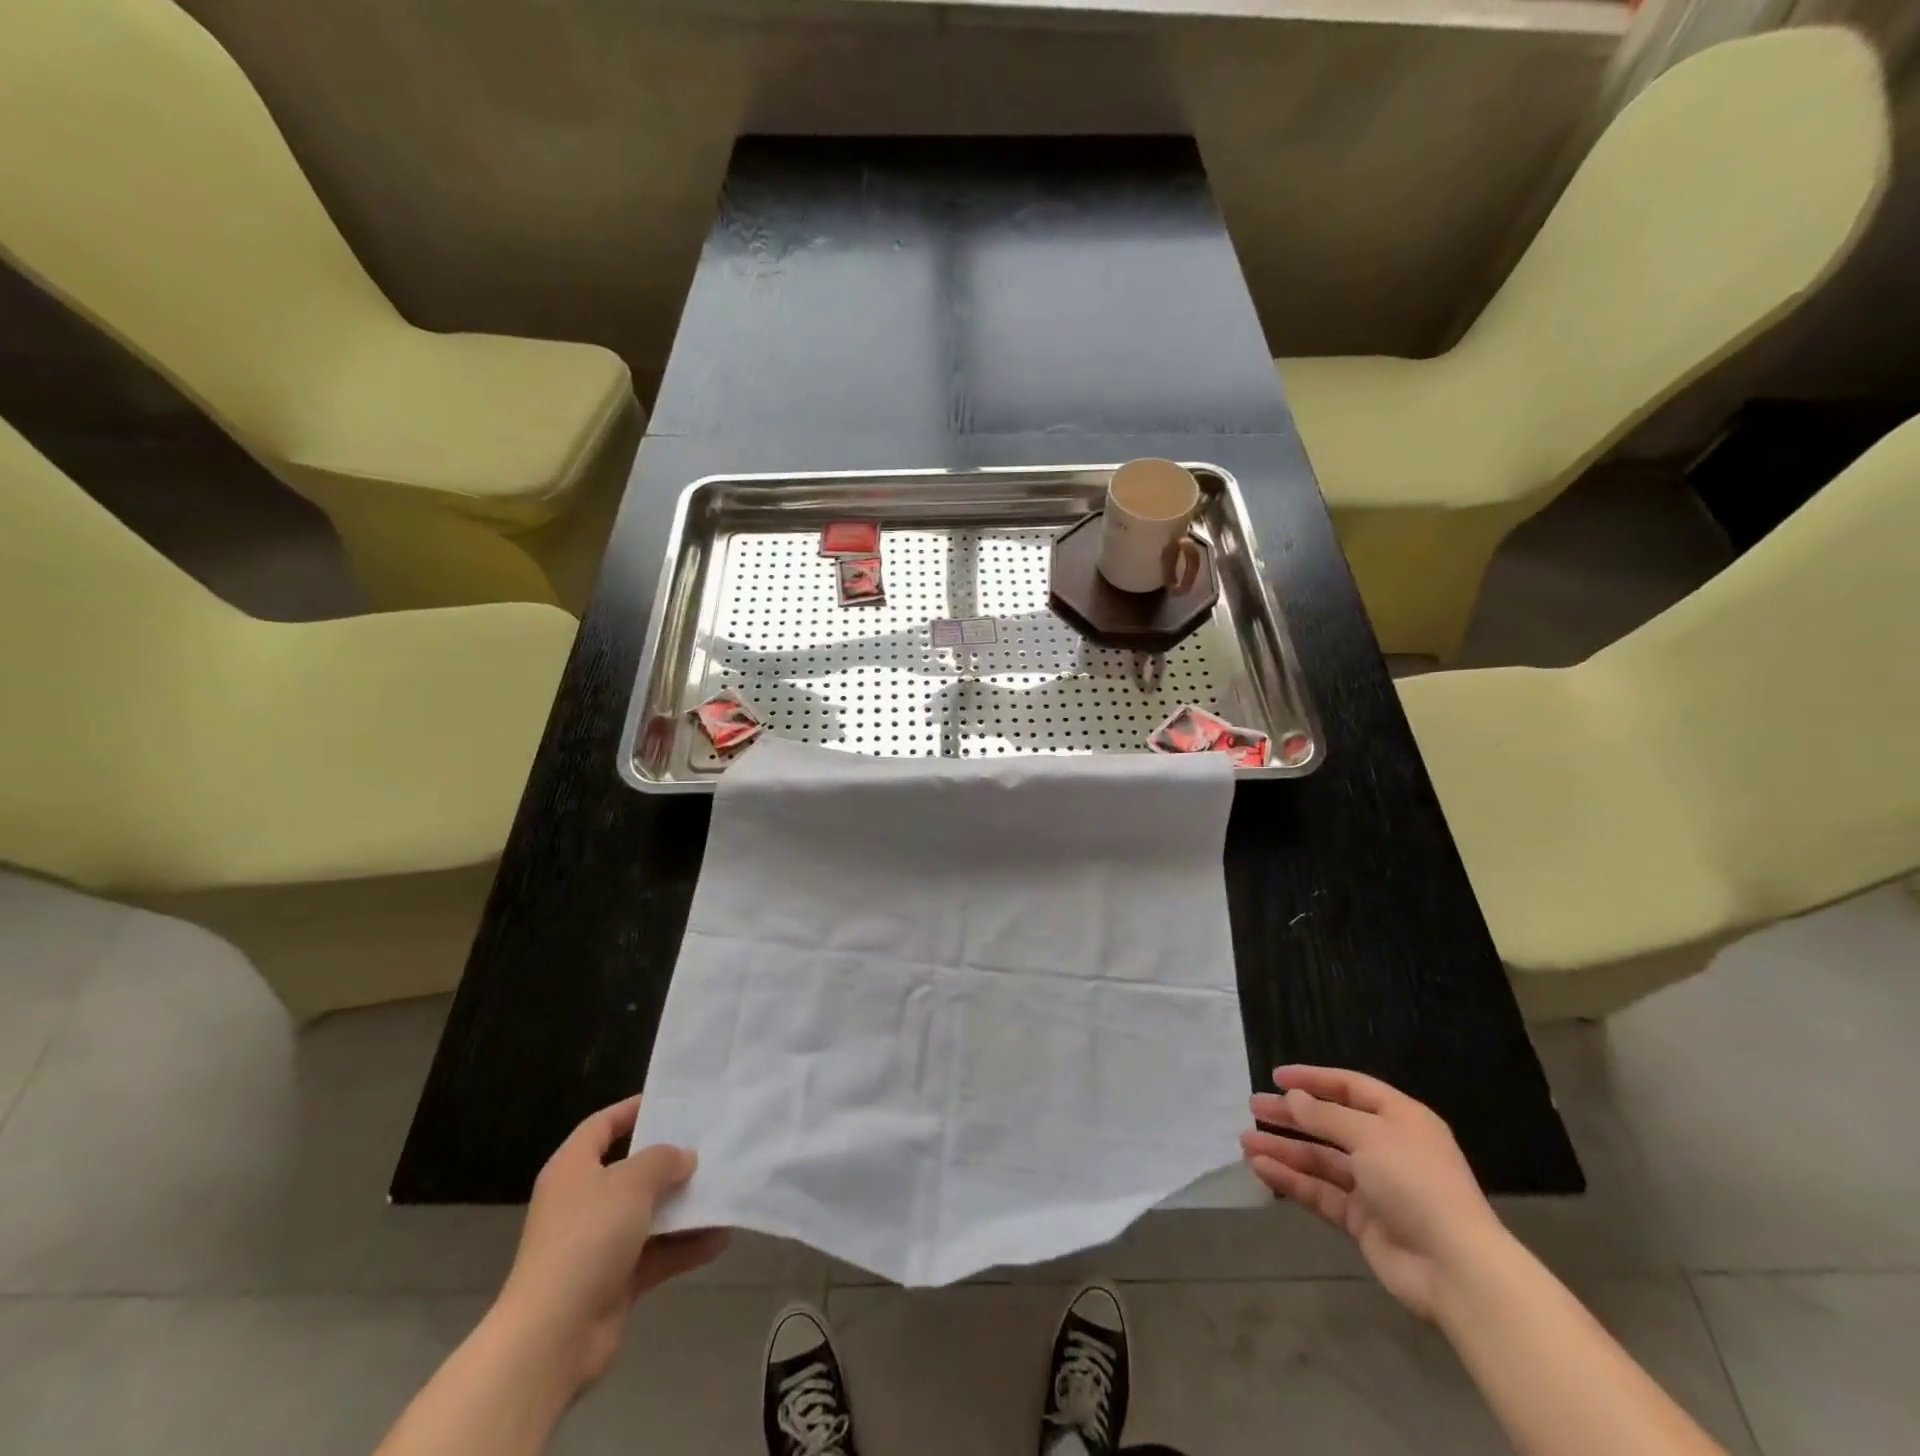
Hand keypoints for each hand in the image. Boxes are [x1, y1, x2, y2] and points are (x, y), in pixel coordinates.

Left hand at [492, 1096, 727, 1393]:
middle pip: (630, 1170)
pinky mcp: (613, 1281)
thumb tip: (684, 1157)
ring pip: (647, 1213)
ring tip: (724, 1189)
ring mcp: (597, 1244)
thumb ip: (663, 1160)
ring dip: (683, 1206)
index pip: (602, 1126)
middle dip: (669, 1161)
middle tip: (709, 1144)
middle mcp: (582, 1202)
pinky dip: (684, 1246)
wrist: (552, 1338)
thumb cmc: (587, 1239)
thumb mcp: (631, 1183)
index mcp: (573, 1169)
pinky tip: (721, 1237)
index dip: (632, 1109)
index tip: (671, 1102)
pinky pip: (656, 1253)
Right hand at [1241, 1066, 1509, 1321]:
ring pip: (1321, 1160)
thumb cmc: (1416, 1183)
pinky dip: (1292, 1181)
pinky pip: (1320, 1192)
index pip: (1351, 1088)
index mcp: (1400, 1119)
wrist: (1456, 1270)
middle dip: (1291, 1116)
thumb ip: (1325, 1116)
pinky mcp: (1362, 1220)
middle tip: (1254, 1107)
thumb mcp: (1369, 1135)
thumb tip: (1293, 1098)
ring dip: (1284, 1149)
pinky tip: (1262, 1170)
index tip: (1276, 1076)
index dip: (1314, 1080)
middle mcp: (1387, 1148)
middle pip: (1330, 1123)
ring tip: (1246, 1142)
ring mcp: (1374, 1186)